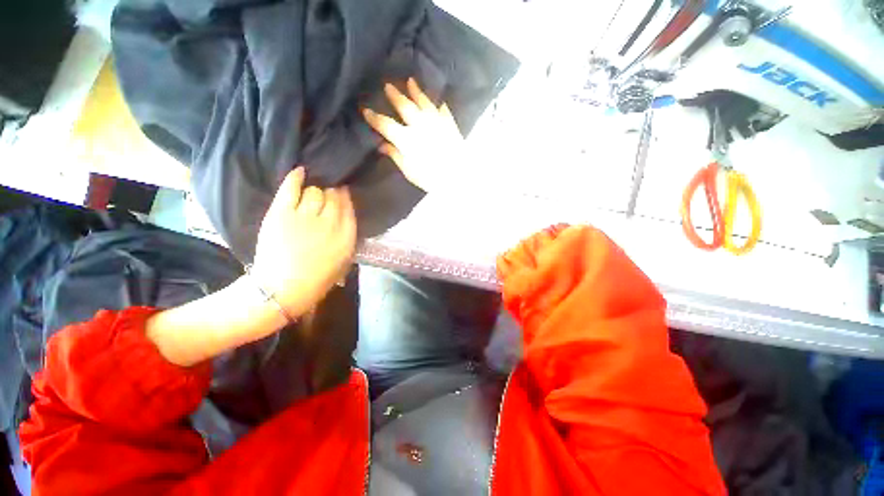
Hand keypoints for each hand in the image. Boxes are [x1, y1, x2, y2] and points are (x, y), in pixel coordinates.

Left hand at [251, 167, 356, 317]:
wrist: (282, 290)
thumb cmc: (316, 280)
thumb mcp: (344, 262)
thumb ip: (347, 238)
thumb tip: (345, 218)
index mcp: (347, 236)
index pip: (349, 207)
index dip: (345, 199)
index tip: (342, 195)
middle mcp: (330, 223)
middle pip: (333, 196)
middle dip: (331, 194)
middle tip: (326, 196)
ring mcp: (305, 216)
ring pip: (315, 191)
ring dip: (314, 192)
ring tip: (310, 195)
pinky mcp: (282, 213)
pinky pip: (291, 188)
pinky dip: (296, 177)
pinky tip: (300, 172)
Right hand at [363, 78, 467, 192]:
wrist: (458, 176)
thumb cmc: (430, 178)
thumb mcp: (409, 171)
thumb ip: (396, 156)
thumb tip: (383, 146)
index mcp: (406, 138)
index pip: (386, 124)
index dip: (374, 118)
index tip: (366, 111)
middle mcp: (420, 125)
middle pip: (405, 106)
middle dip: (395, 96)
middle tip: (388, 86)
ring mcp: (436, 122)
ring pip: (424, 103)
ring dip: (417, 92)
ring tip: (411, 82)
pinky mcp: (450, 126)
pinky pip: (443, 112)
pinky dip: (440, 107)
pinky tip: (440, 104)